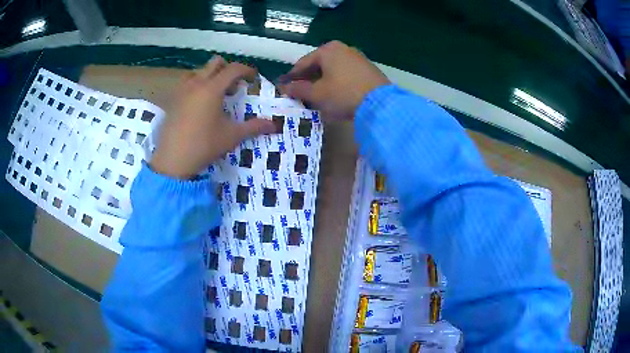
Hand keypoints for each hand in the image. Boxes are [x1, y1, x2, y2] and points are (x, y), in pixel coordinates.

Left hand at [150, 56, 274, 178]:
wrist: (173, 159)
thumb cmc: (204, 145)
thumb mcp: (232, 136)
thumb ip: (254, 127)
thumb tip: (274, 125)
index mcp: (212, 88)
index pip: (233, 69)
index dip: (247, 70)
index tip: (253, 79)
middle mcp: (196, 83)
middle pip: (215, 63)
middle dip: (228, 70)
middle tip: (233, 87)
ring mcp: (181, 91)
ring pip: (198, 71)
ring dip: (210, 76)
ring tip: (214, 94)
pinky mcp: (172, 100)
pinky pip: (185, 83)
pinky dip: (196, 86)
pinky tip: (197, 104)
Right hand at [279, 41, 389, 119]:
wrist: (381, 104)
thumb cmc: (343, 94)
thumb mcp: (317, 94)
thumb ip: (298, 89)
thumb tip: (284, 88)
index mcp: (328, 50)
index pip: (303, 63)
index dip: (292, 77)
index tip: (284, 88)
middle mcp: (343, 49)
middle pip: (319, 65)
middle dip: (308, 80)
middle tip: (299, 94)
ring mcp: (358, 58)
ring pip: (332, 71)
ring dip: (322, 83)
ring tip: (315, 97)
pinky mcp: (368, 70)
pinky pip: (345, 75)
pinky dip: (337, 84)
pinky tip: (334, 96)